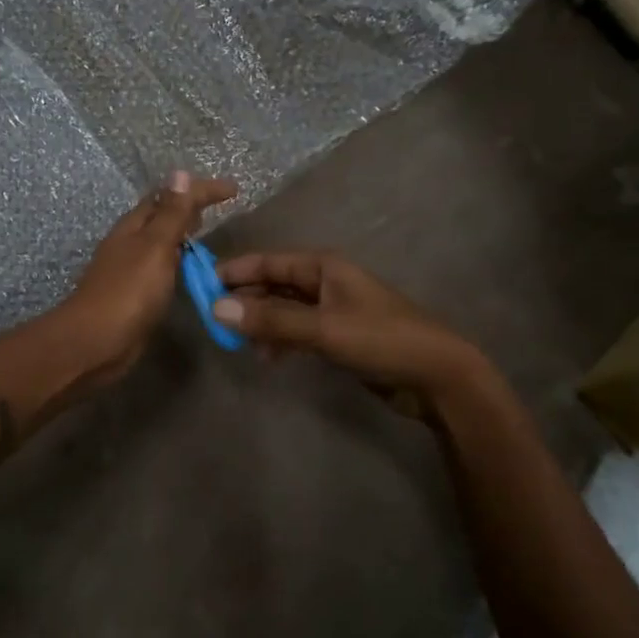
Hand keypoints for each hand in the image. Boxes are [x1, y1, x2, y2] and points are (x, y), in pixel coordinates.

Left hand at [63, 171, 237, 382]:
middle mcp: (129, 243)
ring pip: (159, 242)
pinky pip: (160, 268)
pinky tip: (187, 272)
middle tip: (218, 207)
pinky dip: (177, 261)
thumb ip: (170, 214)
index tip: (233, 189)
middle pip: (160, 216)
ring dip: (181, 234)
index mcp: (133, 226)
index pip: (169, 197)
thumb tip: (178, 173)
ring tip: (206, 234)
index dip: (200, 190)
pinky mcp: (134, 295)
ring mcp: (129, 270)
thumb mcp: (155, 247)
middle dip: (187, 207)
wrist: (96, 342)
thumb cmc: (128, 291)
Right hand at [214, 251, 486, 405]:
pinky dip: (280, 340)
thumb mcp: (323, 329)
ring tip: (235, 342)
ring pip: (284, 310)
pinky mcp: (339, 336)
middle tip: (212, 319)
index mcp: (323, 267)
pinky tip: (267, 357)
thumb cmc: (381, 339)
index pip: (269, 261)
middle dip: (245, 300)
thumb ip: (271, 320)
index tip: (202, 284)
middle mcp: (325, 282)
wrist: (437, 376)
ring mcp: (332, 310)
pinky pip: (298, 331)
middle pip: (274, 284)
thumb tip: (217, 309)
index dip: (235, 271)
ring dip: (260, 323)